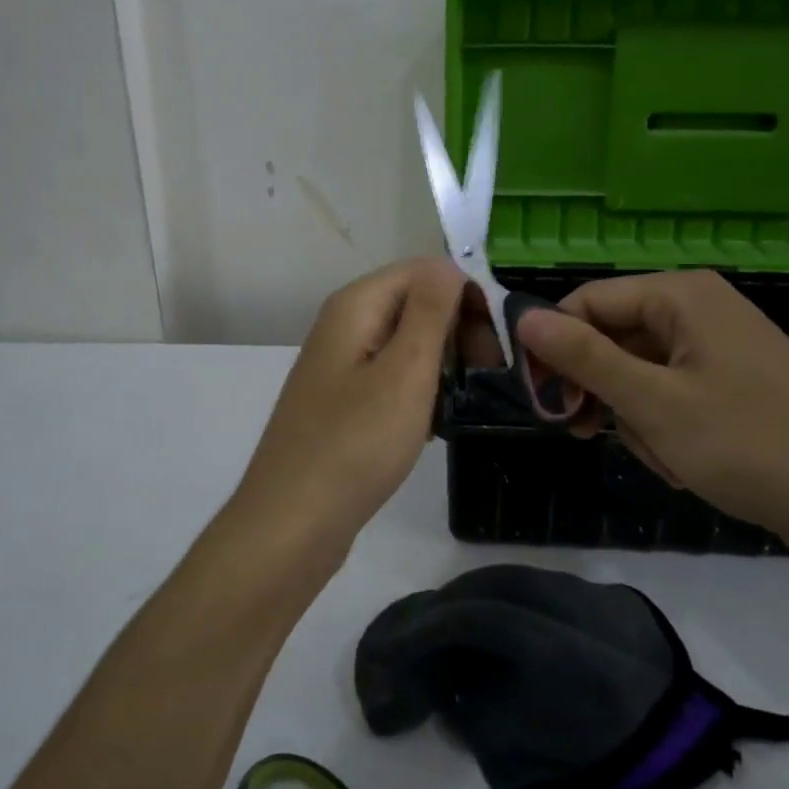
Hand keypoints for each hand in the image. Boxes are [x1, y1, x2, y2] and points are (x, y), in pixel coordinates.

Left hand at [233, 258, 465, 550]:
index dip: (465, 296)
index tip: (495, 342)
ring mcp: (342, 364)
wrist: (293, 524)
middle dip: (457, 330)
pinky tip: (434, 424)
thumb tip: (449, 264)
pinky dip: (419, 391)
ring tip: (464, 402)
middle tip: (488, 375)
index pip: (425, 270)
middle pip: (415, 302)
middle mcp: (345, 324)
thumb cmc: (355, 443)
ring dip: (441, 364)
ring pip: (408, 343)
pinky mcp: (344, 400)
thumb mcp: (405, 370)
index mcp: (356, 305)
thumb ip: (431, 310)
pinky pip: (393, 376)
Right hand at [516, 271, 788, 546]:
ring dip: (639, 418)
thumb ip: (584, 357)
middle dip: (605, 391)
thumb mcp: (652, 402)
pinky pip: (675, 391)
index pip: (588, 302)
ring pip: (642, 372)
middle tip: (593, 435)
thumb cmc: (748, 445)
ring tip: (667, 458)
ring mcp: (723, 345)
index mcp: (682, 294)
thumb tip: (524, 317)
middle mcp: (701, 307)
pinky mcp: (738, 380)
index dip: (556, 347)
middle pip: (615, 337)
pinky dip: (668, 426)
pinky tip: (687, 462)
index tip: (543, 400)